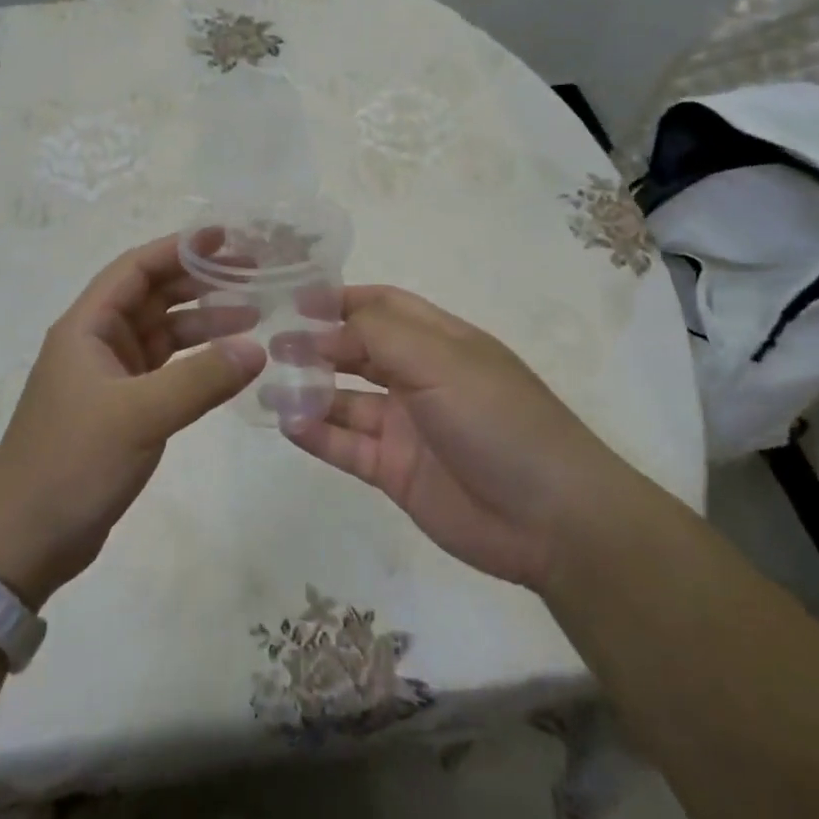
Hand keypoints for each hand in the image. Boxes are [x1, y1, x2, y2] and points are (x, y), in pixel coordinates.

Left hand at [0, 236, 265, 607]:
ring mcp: (110, 378)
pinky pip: (166, 370)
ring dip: (203, 322)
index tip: (226, 238)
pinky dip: (196, 362)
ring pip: (162, 333)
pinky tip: (229, 364)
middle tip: (255, 275)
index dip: (179, 248)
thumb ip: (200, 379)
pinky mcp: (122, 410)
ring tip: (254, 316)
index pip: (136, 269)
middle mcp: (98, 343)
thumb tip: (257, 348)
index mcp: (87, 327)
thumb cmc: (71, 463)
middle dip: (200, 282)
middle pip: (153, 296)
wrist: (23, 538)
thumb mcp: (139, 416)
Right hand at [283, 286, 618, 588]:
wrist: (551, 519)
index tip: (294, 299)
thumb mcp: (441, 361)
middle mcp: (419, 378)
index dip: (341, 300)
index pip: (382, 306)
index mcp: (439, 341)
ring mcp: (405, 426)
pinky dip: (316, 434)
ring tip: (268, 383)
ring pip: (346, 401)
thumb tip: (322, 329)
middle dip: (317, 344)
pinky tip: (287, 423)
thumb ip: (377, 336)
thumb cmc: (498, 419)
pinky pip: (346, 446)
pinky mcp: (394, 471)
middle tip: (271, 343)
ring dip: (309, 390)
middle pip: (358, 351)